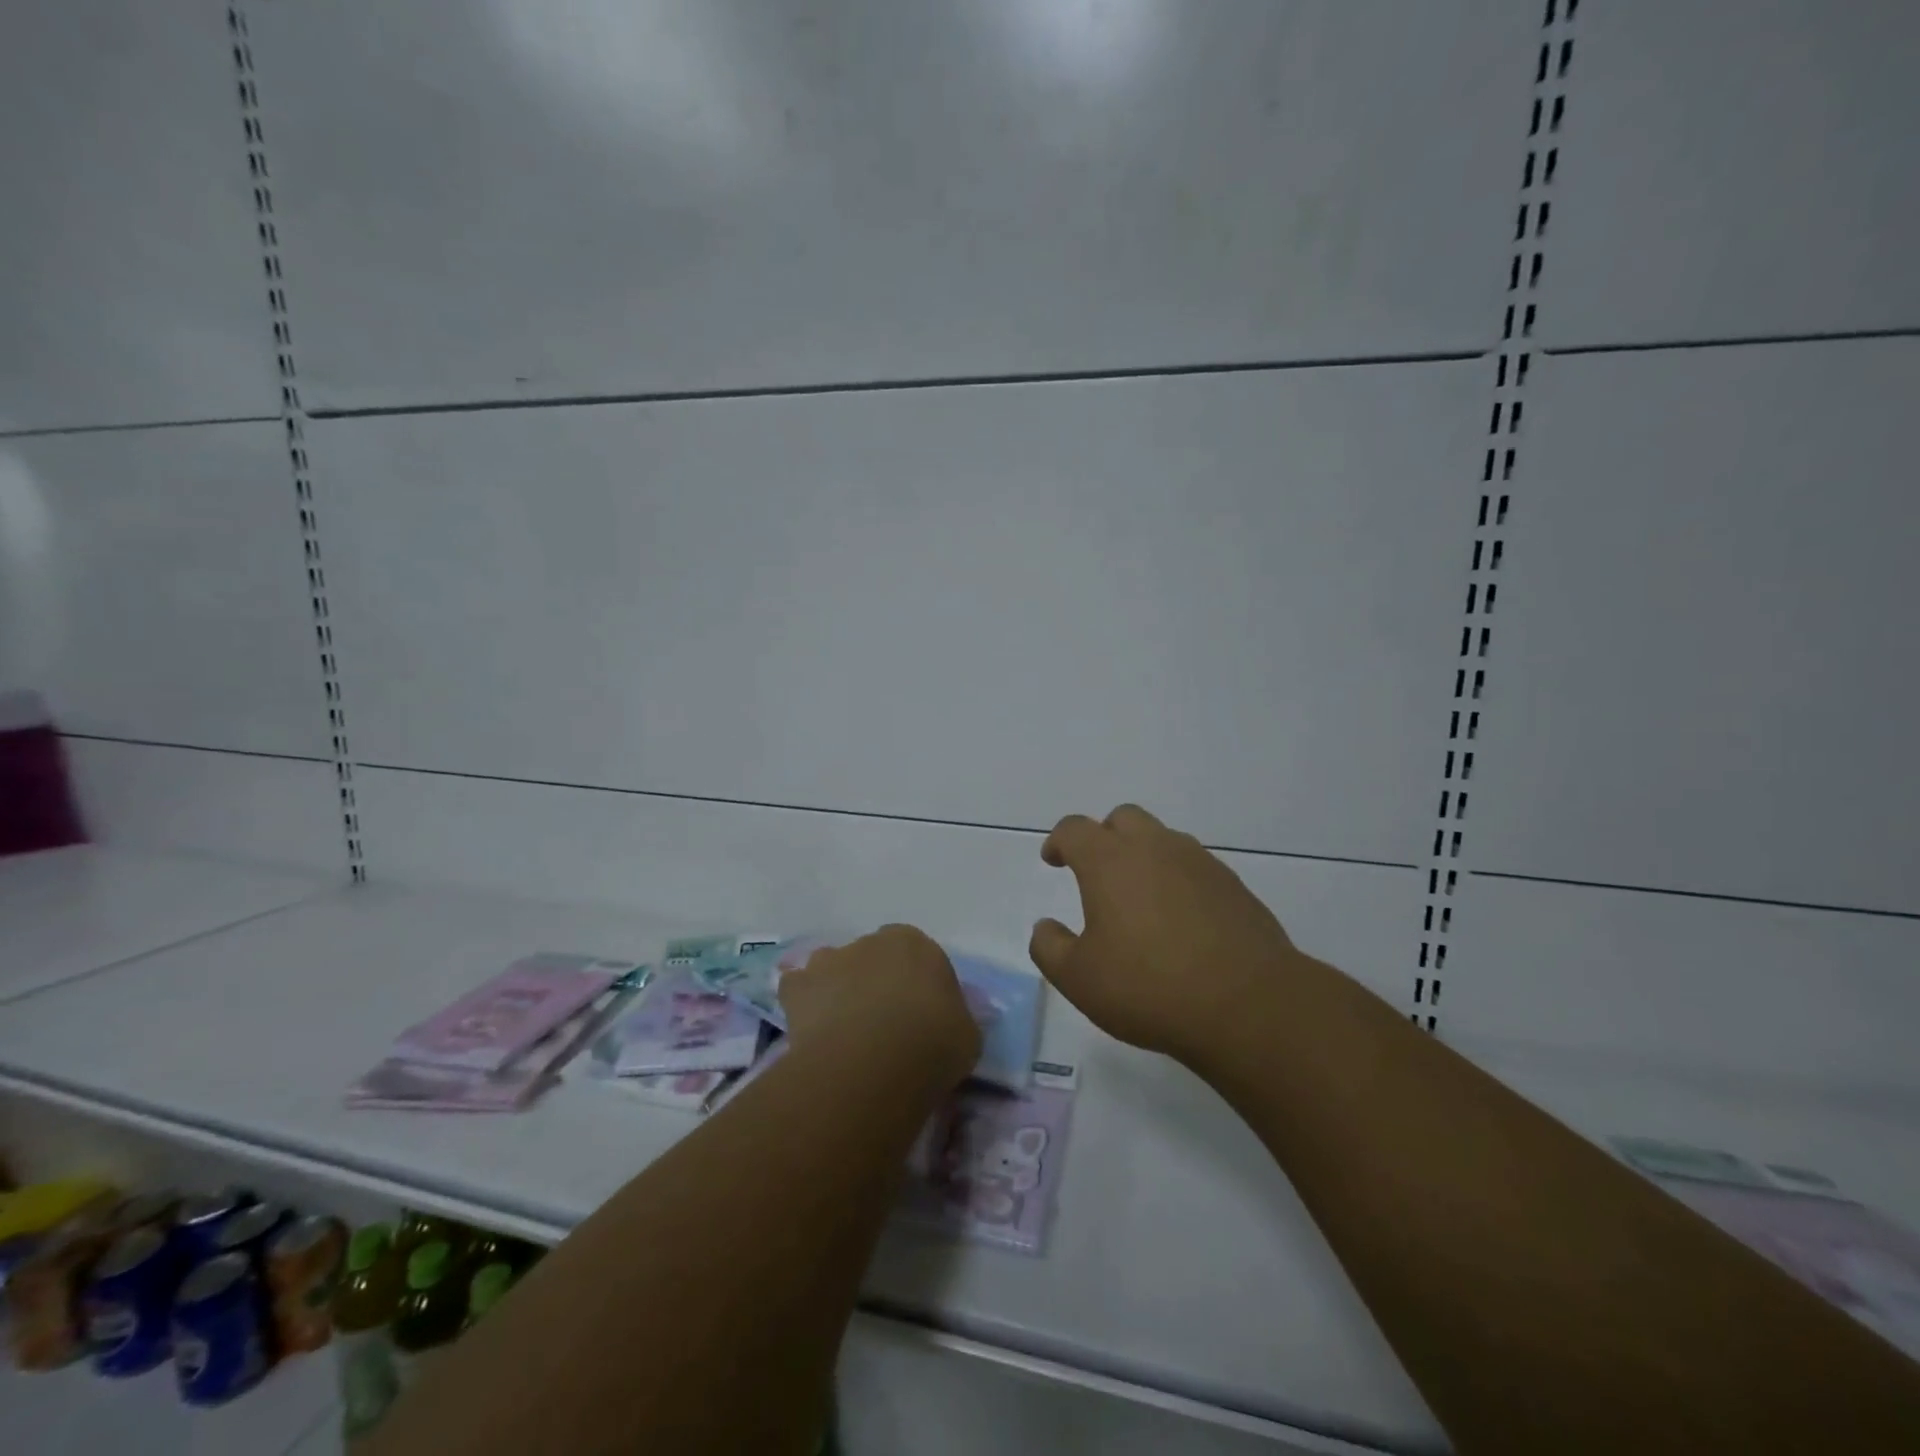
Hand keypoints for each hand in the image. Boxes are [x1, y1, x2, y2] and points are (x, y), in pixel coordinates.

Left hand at [779, 925, 981, 1090]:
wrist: (873, 1063)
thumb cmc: (933, 1042)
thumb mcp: (967, 1033)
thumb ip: (955, 1017)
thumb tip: (947, 1021)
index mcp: (915, 943)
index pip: (917, 956)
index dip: (917, 985)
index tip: (921, 1016)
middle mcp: (870, 941)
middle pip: (873, 958)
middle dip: (876, 983)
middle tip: (883, 1027)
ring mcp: (830, 960)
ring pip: (833, 969)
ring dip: (838, 990)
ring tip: (845, 1032)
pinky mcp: (798, 987)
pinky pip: (798, 990)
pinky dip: (802, 1005)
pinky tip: (811, 1032)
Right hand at [1029, 804, 1300, 1063]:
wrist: (1248, 1005)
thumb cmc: (1149, 987)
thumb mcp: (1079, 978)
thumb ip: (1049, 947)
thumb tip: (1045, 927)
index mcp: (1110, 861)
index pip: (1075, 829)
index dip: (1059, 841)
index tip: (1054, 861)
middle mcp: (1155, 848)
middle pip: (1123, 818)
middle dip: (1104, 836)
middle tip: (1096, 873)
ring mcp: (1200, 863)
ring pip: (1163, 839)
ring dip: (1144, 856)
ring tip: (1139, 900)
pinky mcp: (1233, 886)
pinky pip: (1195, 868)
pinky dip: (1178, 881)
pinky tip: (1180, 921)